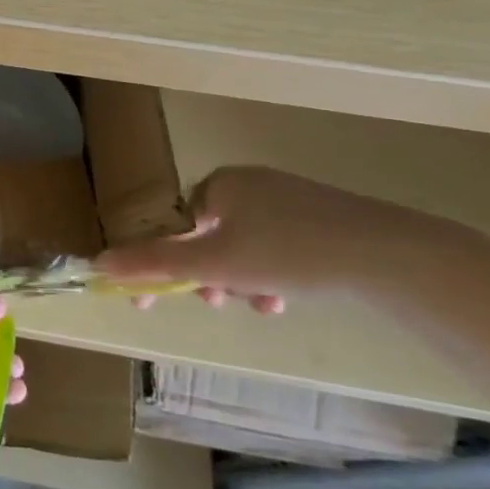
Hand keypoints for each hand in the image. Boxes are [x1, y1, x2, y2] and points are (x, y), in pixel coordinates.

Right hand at [96, 166, 446, 314]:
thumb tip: (97, 262)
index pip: (171, 225)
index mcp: (220, 184)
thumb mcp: (213, 263)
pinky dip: (272, 274)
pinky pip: (277, 247)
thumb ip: (153, 262)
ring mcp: (289, 199)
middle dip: (207, 276)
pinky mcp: (322, 218)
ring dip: (240, 280)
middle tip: (216, 302)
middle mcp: (250, 184)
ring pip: (243, 247)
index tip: (151, 301)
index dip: (158, 264)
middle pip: (207, 238)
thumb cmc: (289, 252)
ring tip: (260, 304)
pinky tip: (285, 298)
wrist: (392, 254)